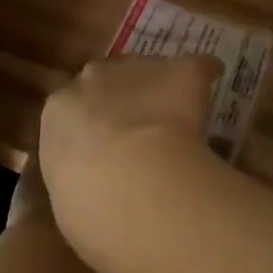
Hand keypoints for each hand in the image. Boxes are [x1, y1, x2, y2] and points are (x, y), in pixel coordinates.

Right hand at [38, 54, 222, 268]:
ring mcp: (135, 69)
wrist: (129, 181)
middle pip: (107, 79)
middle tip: (139, 125)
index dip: (92, 124)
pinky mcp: (179, 71)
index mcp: (58, 111)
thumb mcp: (68, 198)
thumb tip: (95, 192)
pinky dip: (204, 73)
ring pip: (148, 70)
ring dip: (158, 86)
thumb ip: (77, 182)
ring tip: (175, 110)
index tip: (105, 142)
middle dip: (122, 97)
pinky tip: (214, 79)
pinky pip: (195, 67)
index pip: (72, 107)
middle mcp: (92, 79)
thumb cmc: (86, 205)